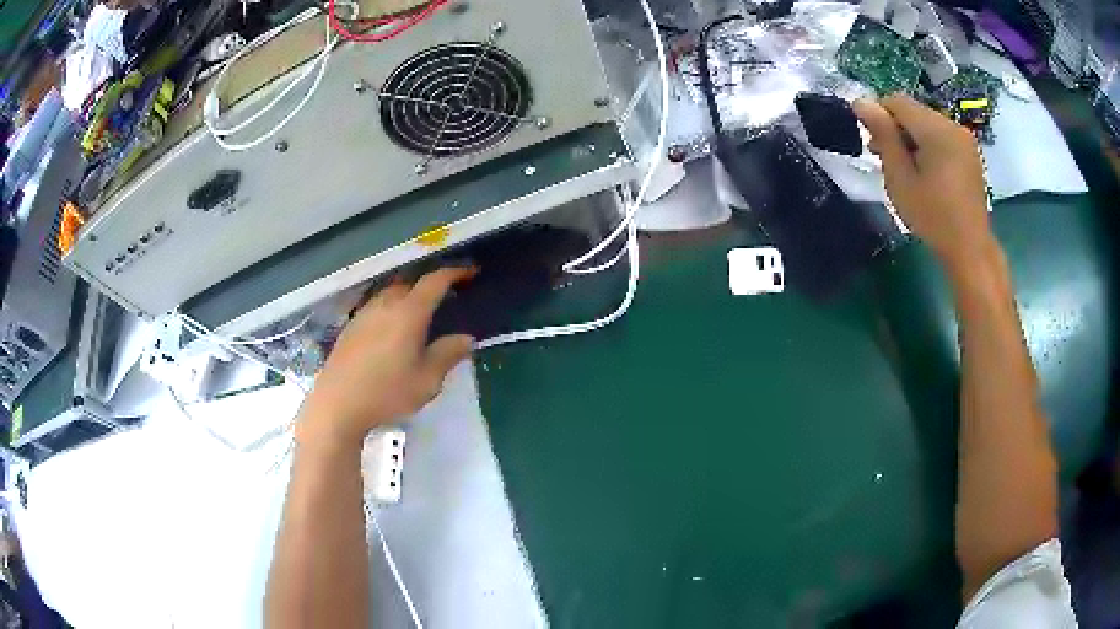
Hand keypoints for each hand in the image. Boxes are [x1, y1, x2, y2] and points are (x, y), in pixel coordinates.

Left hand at [295, 268, 476, 451]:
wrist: (337, 404)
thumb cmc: (387, 393)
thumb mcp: (427, 380)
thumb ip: (448, 354)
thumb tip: (466, 338)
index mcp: (409, 312)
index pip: (435, 281)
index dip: (455, 273)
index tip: (471, 272)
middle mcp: (386, 304)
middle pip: (411, 283)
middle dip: (431, 284)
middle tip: (447, 296)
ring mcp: (365, 313)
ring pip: (391, 293)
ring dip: (409, 296)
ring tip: (420, 313)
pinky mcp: (351, 326)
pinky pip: (377, 307)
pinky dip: (392, 309)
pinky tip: (393, 330)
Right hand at [853, 94, 994, 271]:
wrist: (970, 249)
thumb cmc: (932, 217)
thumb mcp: (900, 178)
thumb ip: (883, 135)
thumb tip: (860, 101)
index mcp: (935, 129)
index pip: (897, 101)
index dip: (879, 115)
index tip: (874, 145)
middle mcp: (951, 125)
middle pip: (913, 111)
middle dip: (896, 128)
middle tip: (885, 159)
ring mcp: (964, 139)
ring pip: (927, 123)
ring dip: (911, 138)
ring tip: (905, 168)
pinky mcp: (970, 153)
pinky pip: (942, 136)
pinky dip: (928, 146)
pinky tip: (926, 172)